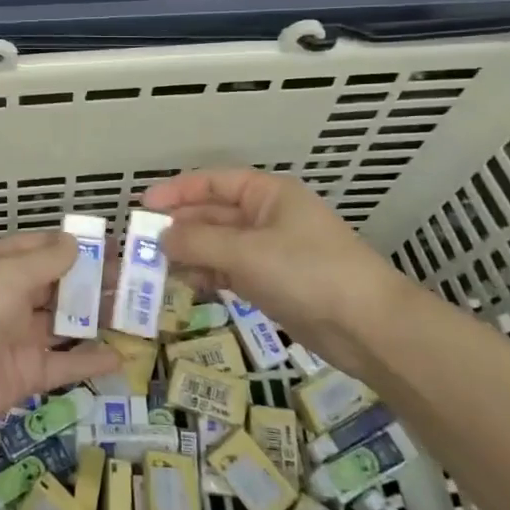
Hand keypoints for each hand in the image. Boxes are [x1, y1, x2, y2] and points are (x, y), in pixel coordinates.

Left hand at [0, 231, 119, 440]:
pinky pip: (64, 364)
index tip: (115, 246)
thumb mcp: (6, 275)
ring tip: (136, 315)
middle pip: (58, 286)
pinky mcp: (26, 374)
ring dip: (97, 319)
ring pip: (65, 324)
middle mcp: (10, 298)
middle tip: (136, 282)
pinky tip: (121, 356)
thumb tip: (76, 242)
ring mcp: (18, 337)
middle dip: (94, 283)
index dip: (76, 246)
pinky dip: (90, 360)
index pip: (42, 248)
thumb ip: (45, 260)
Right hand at [143, 168, 416, 369]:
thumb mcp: (247, 251)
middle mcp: (267, 217)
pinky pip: (229, 271)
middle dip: (179, 226)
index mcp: (267, 194)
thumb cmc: (308, 272)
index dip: (177, 191)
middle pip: (213, 214)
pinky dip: (207, 275)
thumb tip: (159, 238)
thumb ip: (198, 241)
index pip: (213, 183)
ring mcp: (270, 251)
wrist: (369, 327)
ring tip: (153, 267)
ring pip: (219, 245)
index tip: (143, 205)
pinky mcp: (273, 283)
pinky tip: (183, 284)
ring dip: (189, 253)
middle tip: (140, 242)